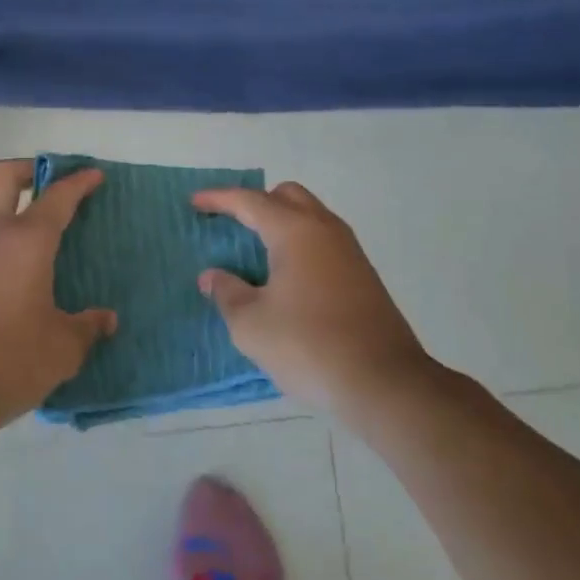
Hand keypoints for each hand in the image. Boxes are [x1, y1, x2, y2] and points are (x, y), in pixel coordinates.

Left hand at [0, 160, 115, 439]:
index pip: (56, 197)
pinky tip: (28, 283)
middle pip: (3, 178)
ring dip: (19, 216)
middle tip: (57, 185)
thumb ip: (87, 328)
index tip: (94, 175)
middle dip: (30, 170)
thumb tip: (106, 320)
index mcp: (26, 242)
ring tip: (53, 246)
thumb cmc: (7, 360)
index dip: (78, 182)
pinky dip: (9, 250)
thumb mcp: (61, 349)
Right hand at [194, 182, 429, 415]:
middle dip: (256, 202)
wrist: (384, 383)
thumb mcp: (251, 325)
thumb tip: (212, 276)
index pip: (250, 201)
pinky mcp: (363, 275)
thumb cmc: (309, 346)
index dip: (219, 199)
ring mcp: (350, 251)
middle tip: (231, 224)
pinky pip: (323, 241)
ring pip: (310, 217)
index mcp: (295, 231)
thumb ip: (227, 293)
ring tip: (255, 251)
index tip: (195, 202)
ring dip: (281, 223)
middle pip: (287, 196)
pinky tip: (286, 277)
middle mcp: (325, 230)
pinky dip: (299, 244)